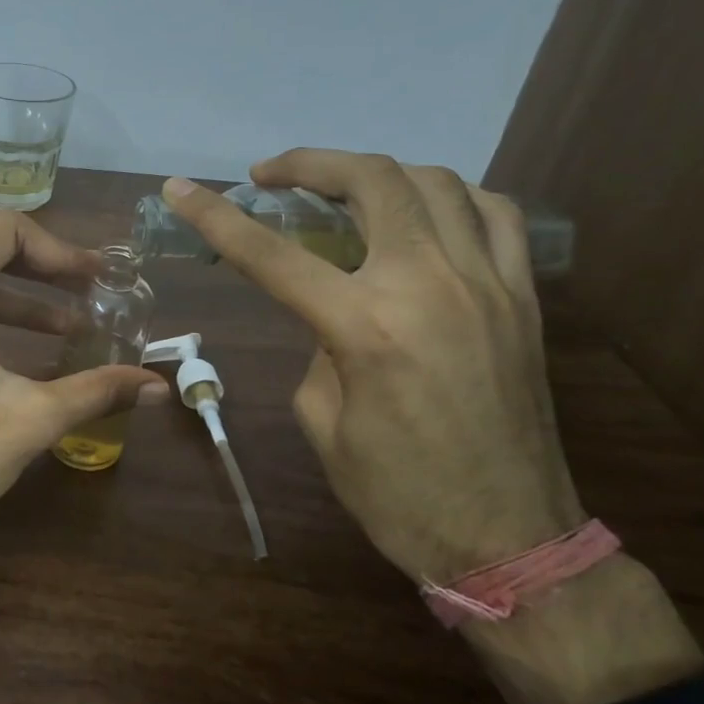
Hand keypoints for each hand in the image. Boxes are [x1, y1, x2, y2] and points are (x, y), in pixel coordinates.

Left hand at [0, 212, 169, 540]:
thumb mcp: (31, 417)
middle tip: (90, 296)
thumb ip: (97, 390)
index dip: (59, 250)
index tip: (95, 280)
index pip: (5, 232)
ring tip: (67, 330)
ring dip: (15, 303)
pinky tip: (17, 355)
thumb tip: (158, 387)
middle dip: (43, 275)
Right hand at [163, 151, 585, 582]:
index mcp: (366, 327)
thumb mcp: (323, 421)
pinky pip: (495, 215)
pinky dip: (450, 196)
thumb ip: (318, 347)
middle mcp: (430, 286)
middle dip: (310, 164)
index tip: (179, 189)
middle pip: (371, 182)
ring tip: (341, 188)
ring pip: (436, 183)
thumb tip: (331, 311)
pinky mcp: (523, 299)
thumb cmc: (397, 494)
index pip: (273, 254)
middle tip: (271, 176)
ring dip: (376, 173)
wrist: (511, 540)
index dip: (216, 216)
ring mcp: (487, 285)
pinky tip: (423, 210)